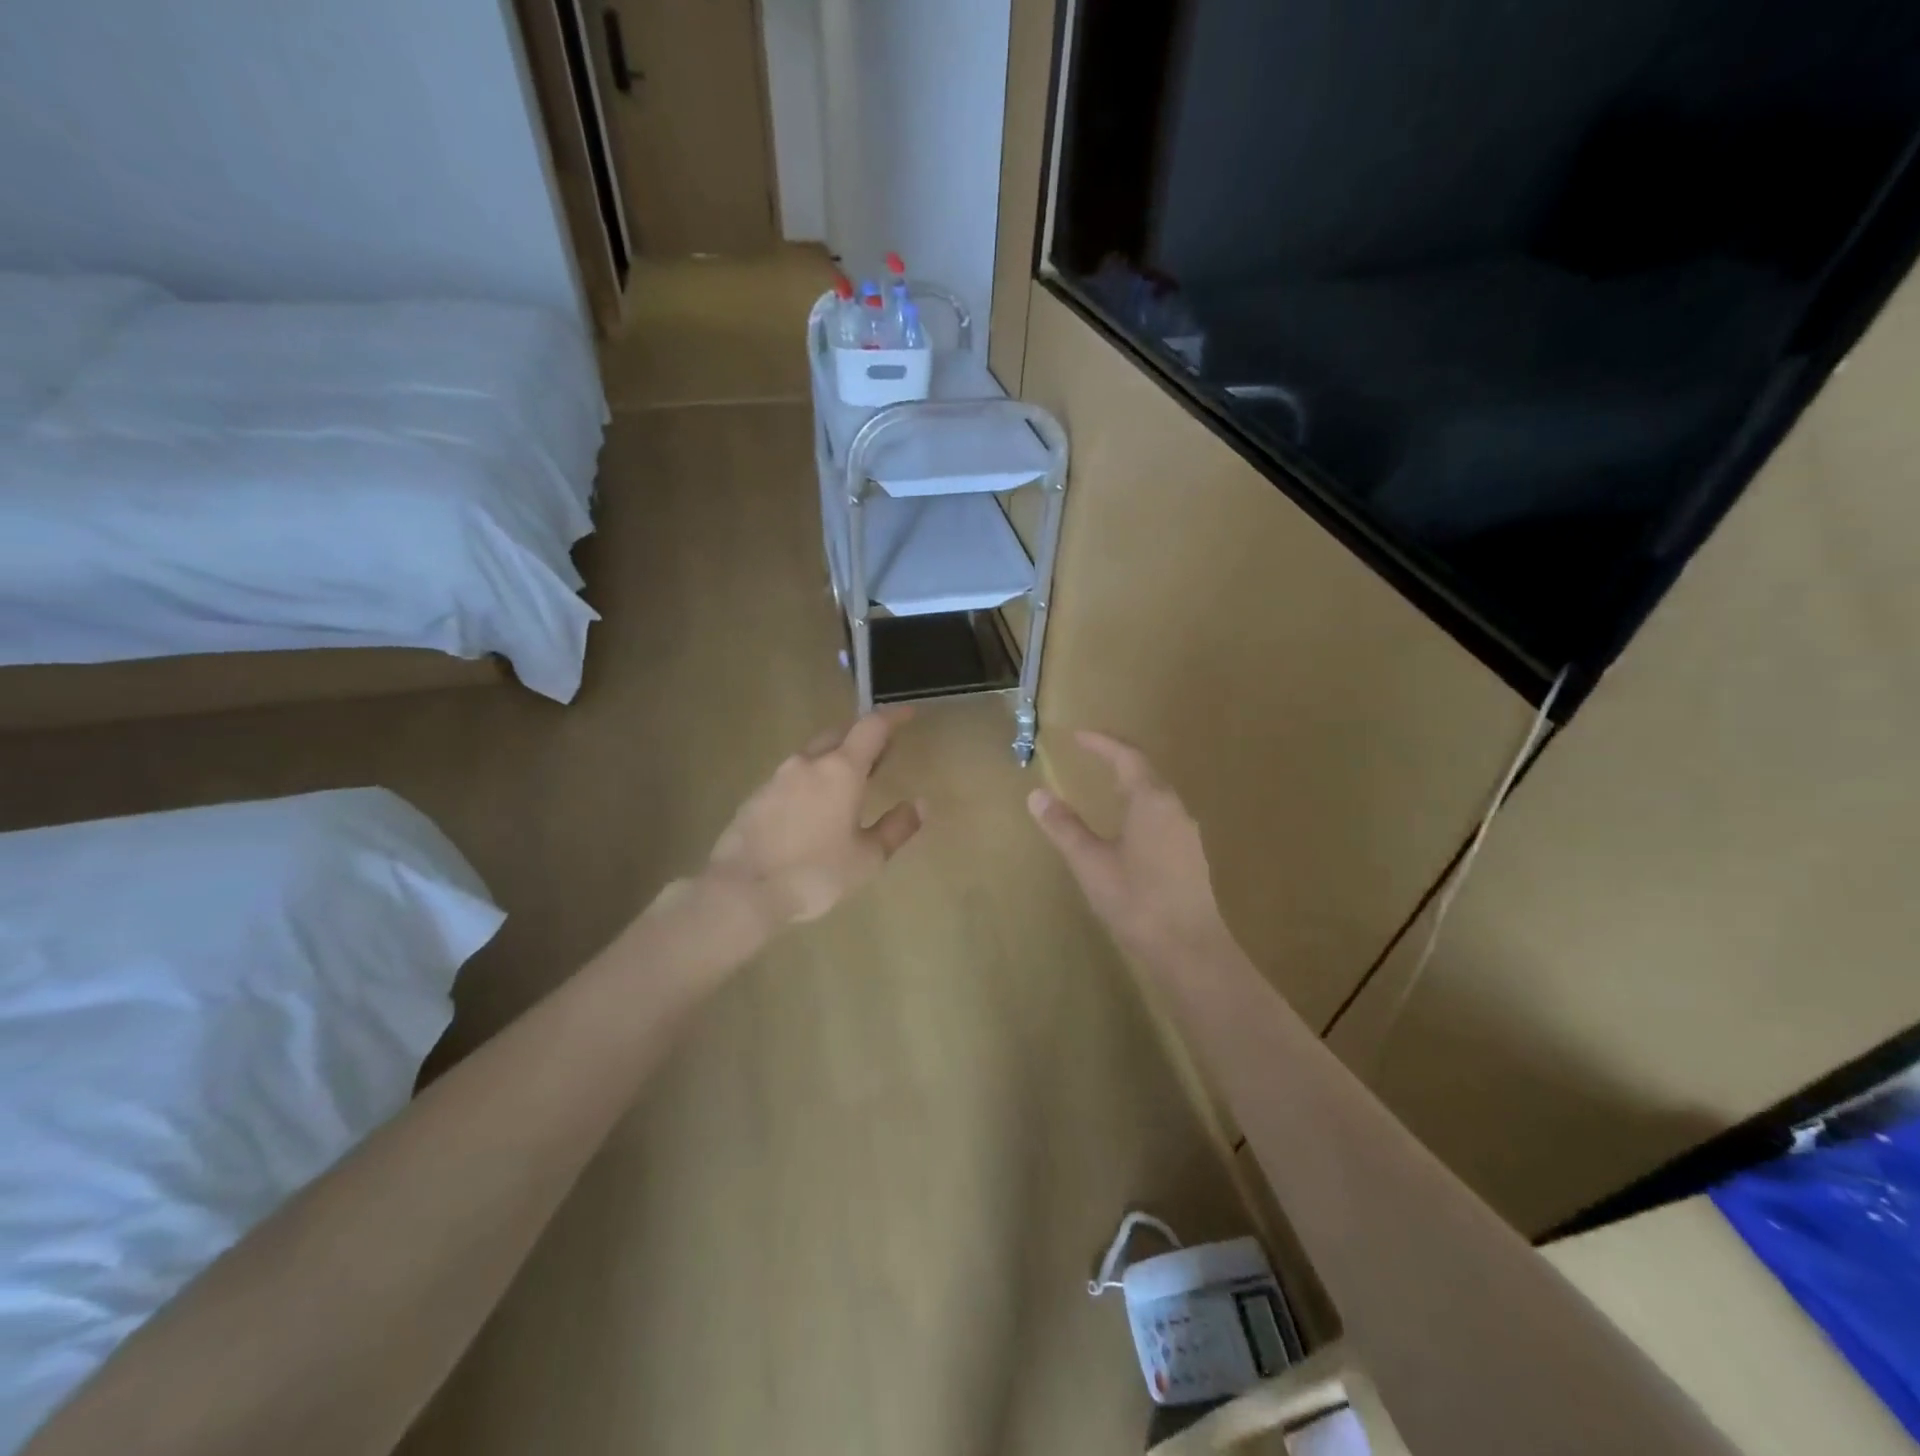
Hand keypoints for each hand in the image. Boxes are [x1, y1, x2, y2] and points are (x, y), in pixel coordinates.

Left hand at [703, 707, 924, 933]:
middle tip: (880, 757)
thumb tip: (919, 805)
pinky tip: (813, 808)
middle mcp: (808, 763)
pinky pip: (791, 778)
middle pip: (839, 735)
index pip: (872, 727)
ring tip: (848, 785)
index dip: (893, 717)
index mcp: (841, 770)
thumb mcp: (867, 858)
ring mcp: (777, 778)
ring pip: (812, 756)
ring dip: (834, 760)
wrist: (742, 889)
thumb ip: (896, 828)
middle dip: (862, 739)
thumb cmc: (815, 872)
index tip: (908, 713)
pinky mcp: (756, 797)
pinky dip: (810, 782)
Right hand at [1027, 731, 1231, 966]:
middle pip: (1145, 772)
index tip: (1078, 735)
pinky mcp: (1191, 857)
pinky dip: (1140, 808)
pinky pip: (1162, 817)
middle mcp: (1175, 809)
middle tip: (1090, 755)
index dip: (1101, 743)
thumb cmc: (1136, 901)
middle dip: (1116, 760)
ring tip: (1105, 787)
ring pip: (1156, 796)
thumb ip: (1064, 826)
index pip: (1126, 757)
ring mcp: (1187, 834)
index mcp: (1151, 801)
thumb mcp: (1090, 862)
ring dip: (1130, 785)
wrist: (1190, 950)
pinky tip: (1128, 829)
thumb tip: (1037, 794)